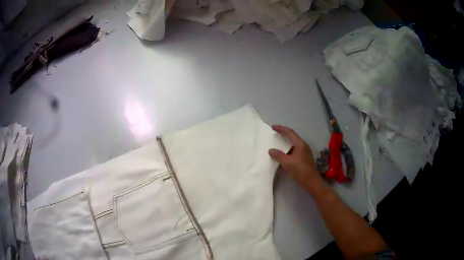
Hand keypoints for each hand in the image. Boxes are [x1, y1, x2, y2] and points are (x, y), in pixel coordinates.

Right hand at [269, 125, 322, 192]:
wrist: (311, 181)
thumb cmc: (300, 170)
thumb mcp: (287, 163)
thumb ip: (278, 155)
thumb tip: (271, 150)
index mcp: (300, 144)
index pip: (289, 132)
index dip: (281, 129)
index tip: (273, 127)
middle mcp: (303, 145)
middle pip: (292, 136)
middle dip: (284, 133)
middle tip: (275, 133)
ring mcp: (304, 151)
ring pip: (294, 143)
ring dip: (286, 141)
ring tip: (278, 142)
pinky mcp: (304, 158)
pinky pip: (295, 149)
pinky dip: (288, 149)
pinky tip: (284, 153)